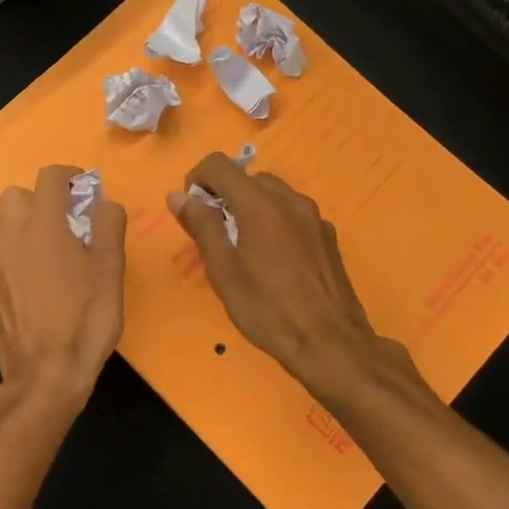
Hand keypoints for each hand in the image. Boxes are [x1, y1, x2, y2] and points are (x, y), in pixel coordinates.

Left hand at [0, 164, 126, 417]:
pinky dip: (24, 261)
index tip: (87, 190)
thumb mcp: (111, 269)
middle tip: (70, 221)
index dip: (71, 175)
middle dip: (41, 199)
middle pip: (16, 196)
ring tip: (62, 256)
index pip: (49, 177)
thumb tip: (103, 202)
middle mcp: (12, 238)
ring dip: (32, 229)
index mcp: (42, 225)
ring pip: (9, 229)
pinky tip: (45, 288)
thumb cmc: (86, 318)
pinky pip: (8, 261)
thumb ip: (108, 226)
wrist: (46, 375)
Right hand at [168, 154, 399, 392]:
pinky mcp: (328, 236)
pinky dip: (276, 222)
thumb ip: (201, 226)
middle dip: (226, 196)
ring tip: (245, 249)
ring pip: (273, 194)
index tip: (193, 210)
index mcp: (260, 204)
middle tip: (217, 235)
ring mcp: (314, 217)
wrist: (330, 343)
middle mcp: (290, 200)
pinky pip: (293, 214)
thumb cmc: (268, 309)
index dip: (198, 179)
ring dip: (251, 208)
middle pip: (248, 177)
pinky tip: (276, 261)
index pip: (219, 164)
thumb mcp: (224, 271)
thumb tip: (178, 195)